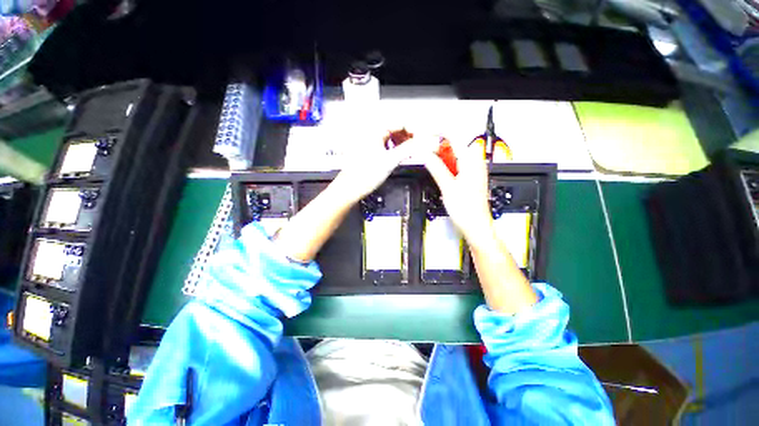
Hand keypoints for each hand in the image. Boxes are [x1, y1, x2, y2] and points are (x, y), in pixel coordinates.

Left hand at [332, 134, 426, 203]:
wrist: (350, 188)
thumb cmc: (365, 174)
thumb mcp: (390, 161)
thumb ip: (408, 149)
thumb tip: (423, 142)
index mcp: (375, 130)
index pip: (400, 123)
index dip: (413, 130)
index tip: (423, 139)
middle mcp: (372, 133)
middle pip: (396, 129)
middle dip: (408, 136)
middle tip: (418, 146)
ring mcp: (370, 142)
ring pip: (391, 137)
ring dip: (402, 143)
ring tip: (410, 152)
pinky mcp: (370, 151)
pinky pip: (386, 145)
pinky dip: (395, 149)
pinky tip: (399, 156)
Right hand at [423, 139, 493, 245]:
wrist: (476, 225)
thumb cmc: (467, 210)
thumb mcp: (447, 187)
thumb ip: (436, 168)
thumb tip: (425, 154)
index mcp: (471, 161)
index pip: (453, 136)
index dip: (437, 132)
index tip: (424, 133)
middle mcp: (474, 162)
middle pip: (453, 144)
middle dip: (437, 146)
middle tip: (423, 151)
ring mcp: (472, 169)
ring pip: (453, 155)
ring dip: (440, 156)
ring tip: (428, 160)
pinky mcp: (469, 176)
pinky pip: (455, 164)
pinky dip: (445, 164)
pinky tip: (438, 170)